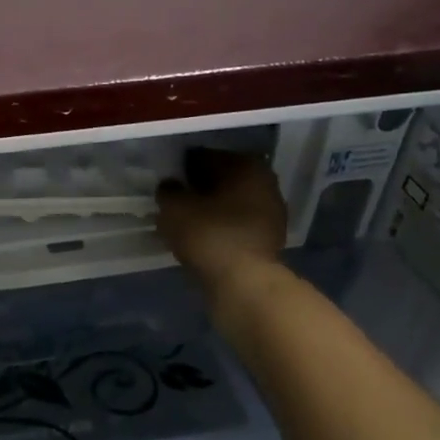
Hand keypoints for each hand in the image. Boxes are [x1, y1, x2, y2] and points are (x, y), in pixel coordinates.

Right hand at [156, 149, 288, 293]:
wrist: (244, 283)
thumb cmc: (209, 234)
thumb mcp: (174, 207)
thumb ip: (168, 190)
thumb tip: (171, 186)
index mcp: (246, 165)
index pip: (206, 156)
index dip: (183, 167)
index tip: (167, 181)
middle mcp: (265, 183)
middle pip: (223, 179)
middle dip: (200, 188)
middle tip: (175, 200)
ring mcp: (272, 213)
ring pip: (232, 204)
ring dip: (211, 209)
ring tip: (185, 221)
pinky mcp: (270, 240)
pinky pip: (237, 226)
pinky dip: (220, 228)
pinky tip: (202, 238)